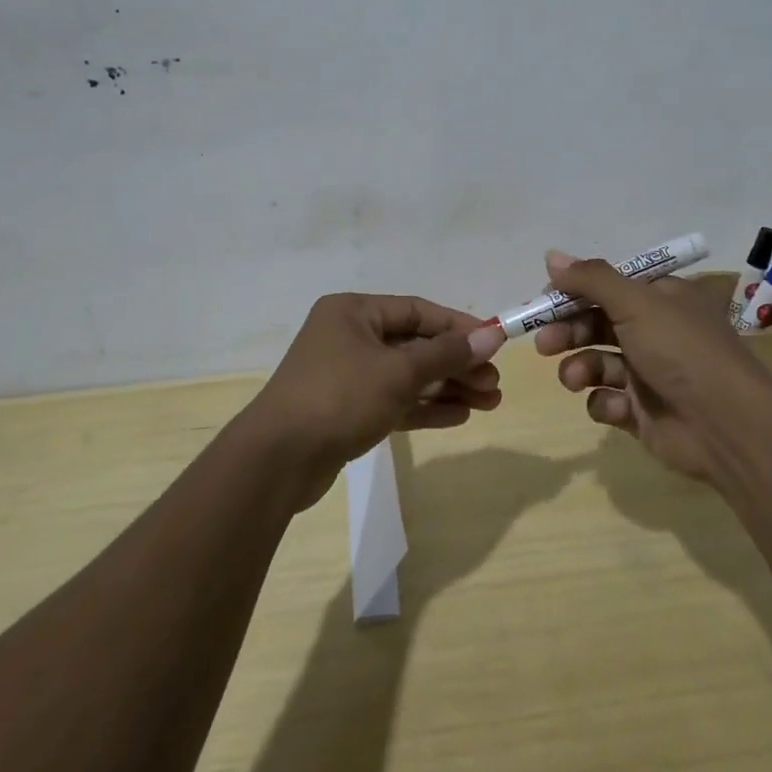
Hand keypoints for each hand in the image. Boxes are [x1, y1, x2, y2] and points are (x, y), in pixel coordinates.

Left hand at [246, 293, 506, 507]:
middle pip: (415, 345)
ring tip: (489, 403)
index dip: (458, 327)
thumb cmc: (340, 397)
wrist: (278, 460)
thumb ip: (446, 354)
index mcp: (354, 312)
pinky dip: (424, 407)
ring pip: (407, 376)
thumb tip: (491, 336)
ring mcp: (347, 374)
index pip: (417, 311)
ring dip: (447, 387)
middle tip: (494, 384)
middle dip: (457, 364)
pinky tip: (460, 417)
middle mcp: (349, 336)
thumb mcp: (398, 371)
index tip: (494, 343)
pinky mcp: (347, 409)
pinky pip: (394, 400)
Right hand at [532, 251, 770, 481]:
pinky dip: (604, 403)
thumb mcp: (636, 302)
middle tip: (544, 343)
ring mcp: (648, 374)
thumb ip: (591, 280)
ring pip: (596, 363)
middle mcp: (654, 332)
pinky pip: (607, 401)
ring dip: (580, 368)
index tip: (545, 299)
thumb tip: (550, 255)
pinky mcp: (641, 412)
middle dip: (568, 332)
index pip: (608, 287)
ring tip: (575, 378)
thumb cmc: (681, 350)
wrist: (725, 426)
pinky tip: (616, 406)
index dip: (575, 292)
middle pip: (596, 324)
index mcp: (660, 299)